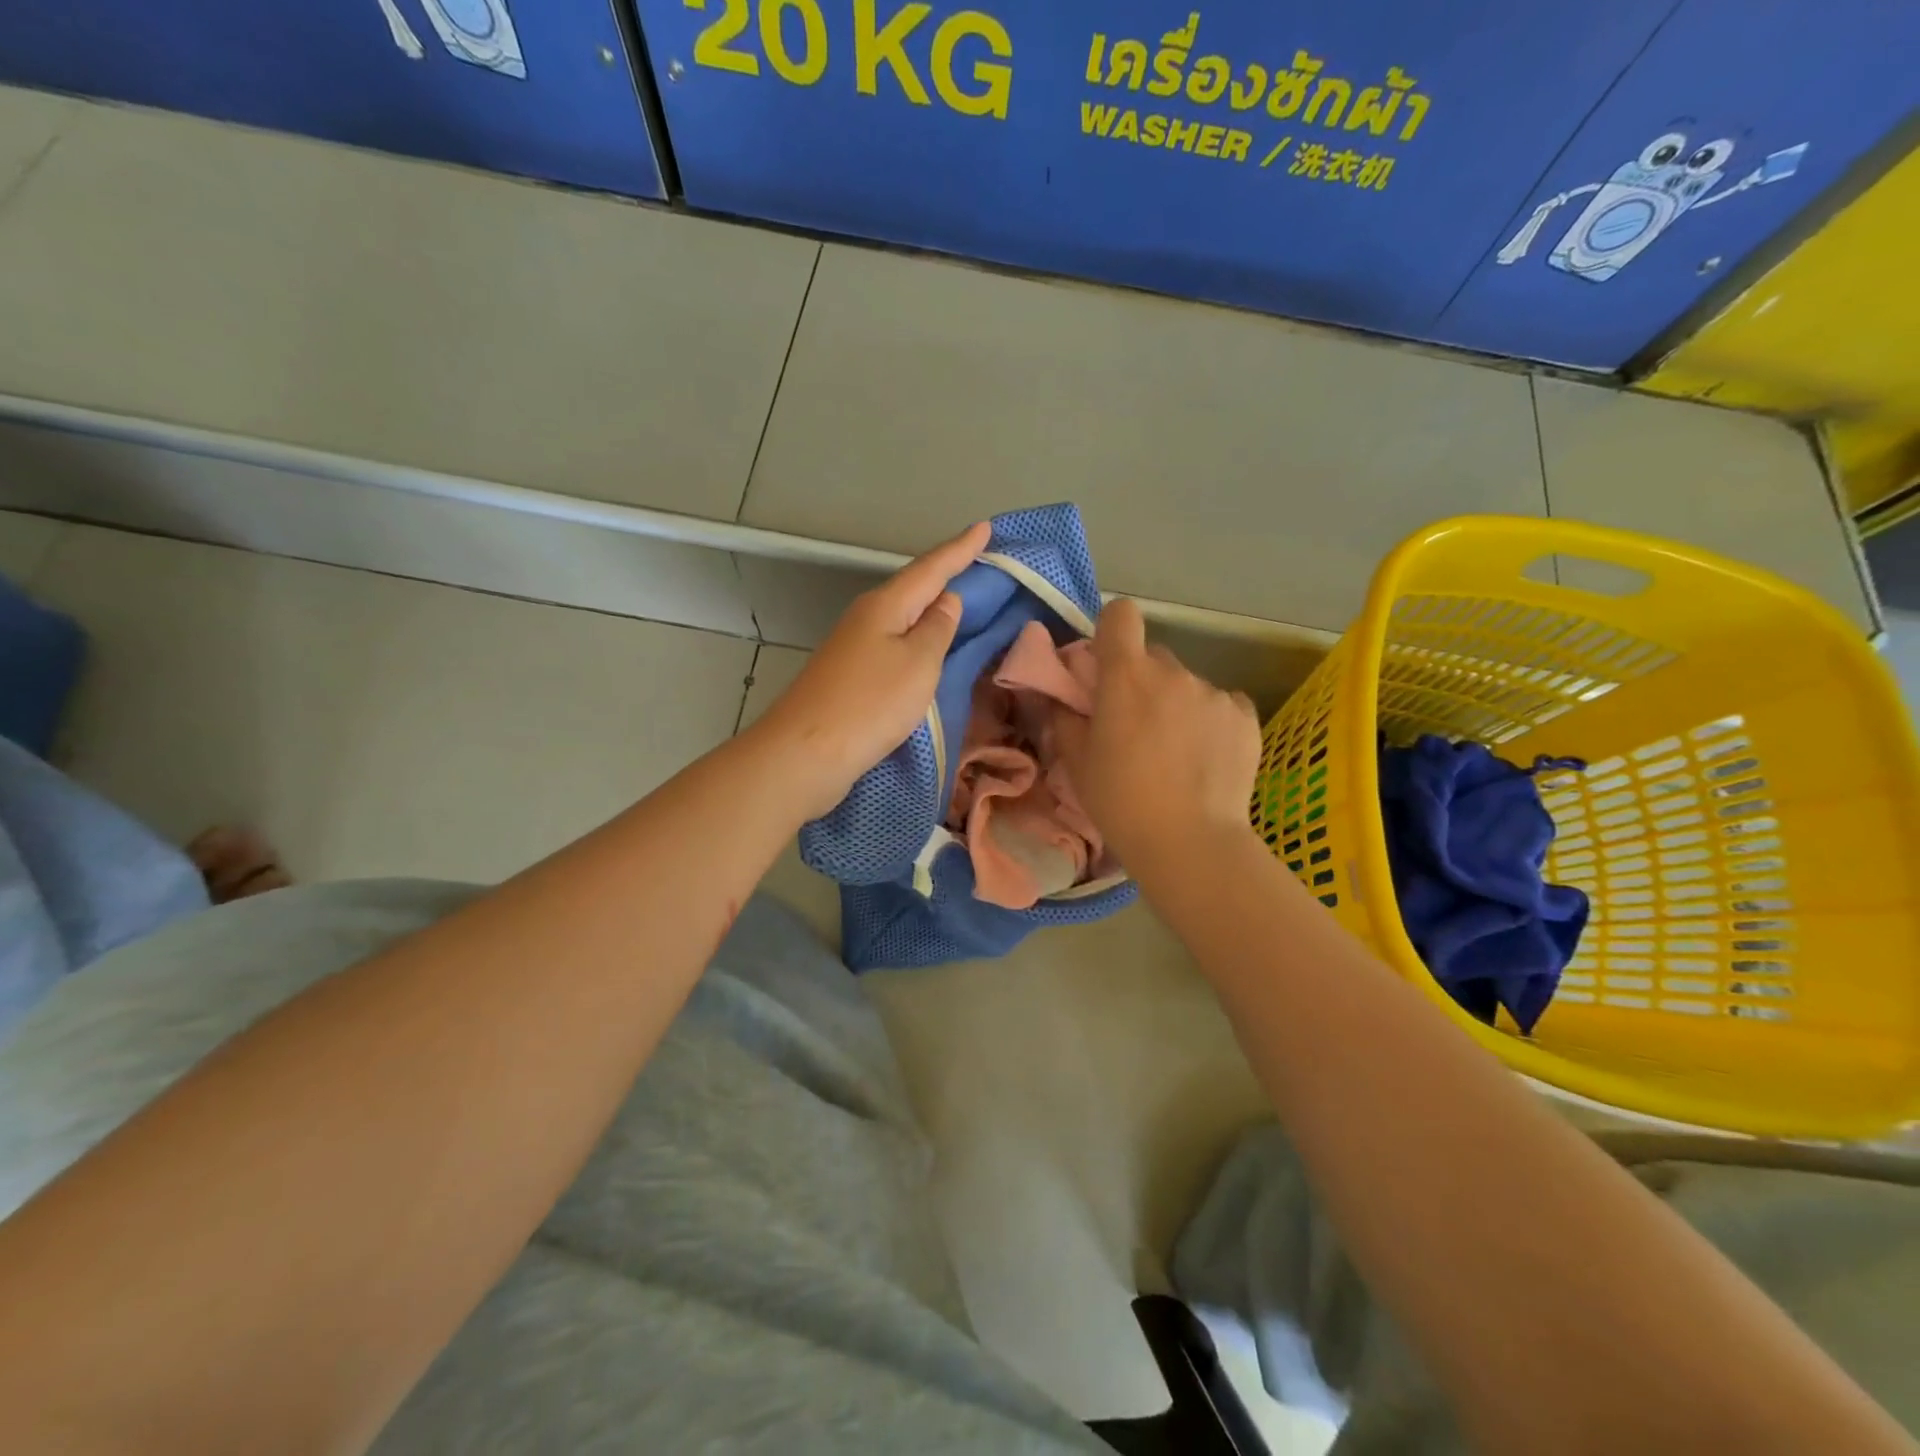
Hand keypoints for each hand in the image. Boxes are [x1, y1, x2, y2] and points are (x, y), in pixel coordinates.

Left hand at [756, 522, 989, 819]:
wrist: (806, 753)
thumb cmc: (870, 703)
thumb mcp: (918, 664)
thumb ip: (937, 629)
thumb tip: (946, 600)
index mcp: (885, 605)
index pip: (932, 568)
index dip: (961, 549)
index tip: (986, 528)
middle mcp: (867, 617)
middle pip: (914, 588)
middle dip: (946, 574)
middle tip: (980, 562)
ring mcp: (854, 646)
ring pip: (902, 616)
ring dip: (931, 607)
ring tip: (962, 603)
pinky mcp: (850, 675)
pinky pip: (894, 643)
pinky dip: (917, 638)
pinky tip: (927, 647)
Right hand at [1057, 599, 1261, 870]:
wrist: (1190, 843)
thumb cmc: (1121, 802)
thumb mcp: (1077, 764)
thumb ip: (1065, 718)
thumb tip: (1063, 699)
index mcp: (1126, 676)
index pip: (1121, 615)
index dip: (1113, 631)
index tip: (1108, 663)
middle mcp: (1173, 672)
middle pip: (1154, 657)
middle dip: (1142, 680)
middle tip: (1137, 725)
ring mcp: (1214, 692)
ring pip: (1188, 685)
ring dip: (1177, 704)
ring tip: (1176, 753)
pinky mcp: (1246, 716)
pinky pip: (1222, 704)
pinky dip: (1211, 721)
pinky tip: (1206, 758)